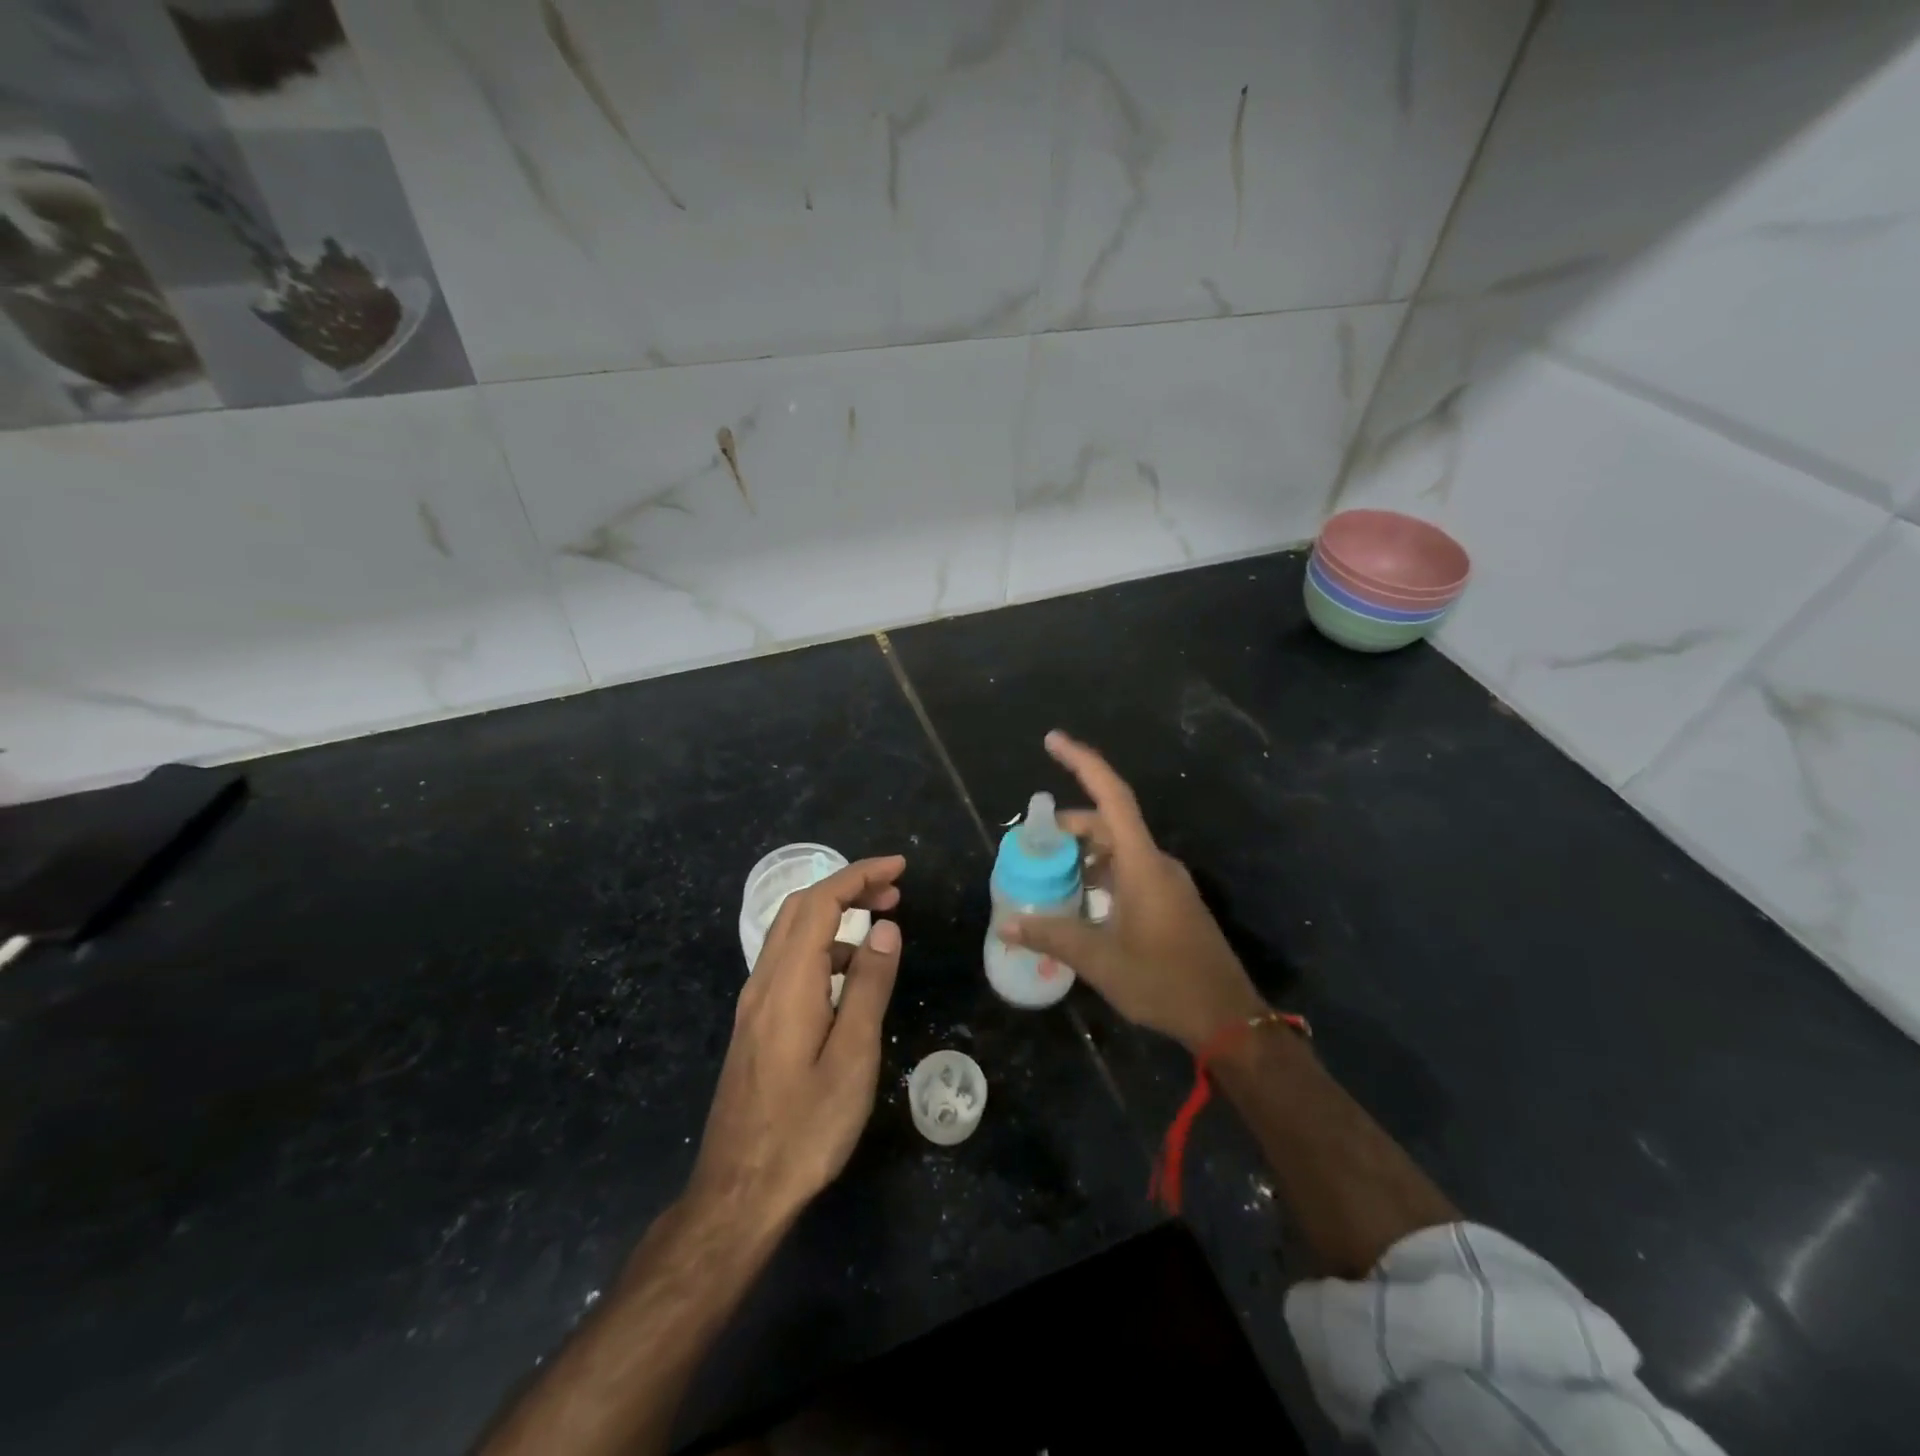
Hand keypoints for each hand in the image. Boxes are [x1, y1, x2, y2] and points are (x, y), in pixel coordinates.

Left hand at [689, 856, 905, 1228]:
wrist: (738, 1193)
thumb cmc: (804, 1128)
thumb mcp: (852, 1057)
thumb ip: (868, 986)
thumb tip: (885, 929)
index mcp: (788, 983)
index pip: (820, 903)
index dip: (859, 875)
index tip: (899, 868)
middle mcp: (764, 982)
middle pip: (800, 909)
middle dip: (847, 887)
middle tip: (894, 892)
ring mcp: (754, 1004)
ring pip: (791, 935)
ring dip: (833, 917)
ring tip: (879, 928)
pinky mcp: (755, 1026)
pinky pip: (788, 964)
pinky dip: (821, 948)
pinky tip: (847, 976)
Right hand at [1001, 734, 1264, 1051]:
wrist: (1226, 1018)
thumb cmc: (1164, 981)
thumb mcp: (1100, 960)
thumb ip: (1052, 936)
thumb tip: (1006, 924)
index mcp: (1142, 863)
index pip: (1111, 796)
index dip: (1082, 762)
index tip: (1052, 740)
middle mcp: (1156, 863)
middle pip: (1108, 823)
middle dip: (1068, 826)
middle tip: (1031, 843)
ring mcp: (1166, 882)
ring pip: (1118, 850)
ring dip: (1083, 854)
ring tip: (1048, 874)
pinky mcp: (1170, 902)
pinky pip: (1129, 871)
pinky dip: (1100, 874)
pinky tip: (1079, 900)